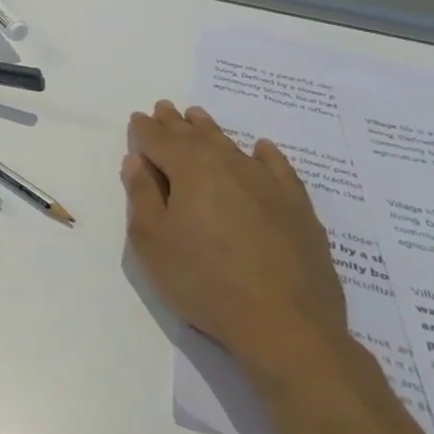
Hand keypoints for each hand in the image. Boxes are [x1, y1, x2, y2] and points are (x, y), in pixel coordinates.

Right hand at [122, 101, 349, 378]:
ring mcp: (267, 184)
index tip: (137, 119)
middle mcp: (228, 165)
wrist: (286, 325)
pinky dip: (265, 154)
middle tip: (164, 108)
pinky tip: (260, 149)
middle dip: (175, 123)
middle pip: (195, 136)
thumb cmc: (204, 281)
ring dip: (210, 130)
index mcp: (189, 168)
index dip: (144, 129)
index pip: (158, 139)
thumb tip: (138, 161)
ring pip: (231, 146)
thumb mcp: (152, 241)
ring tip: (198, 117)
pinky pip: (278, 168)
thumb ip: (142, 195)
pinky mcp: (297, 208)